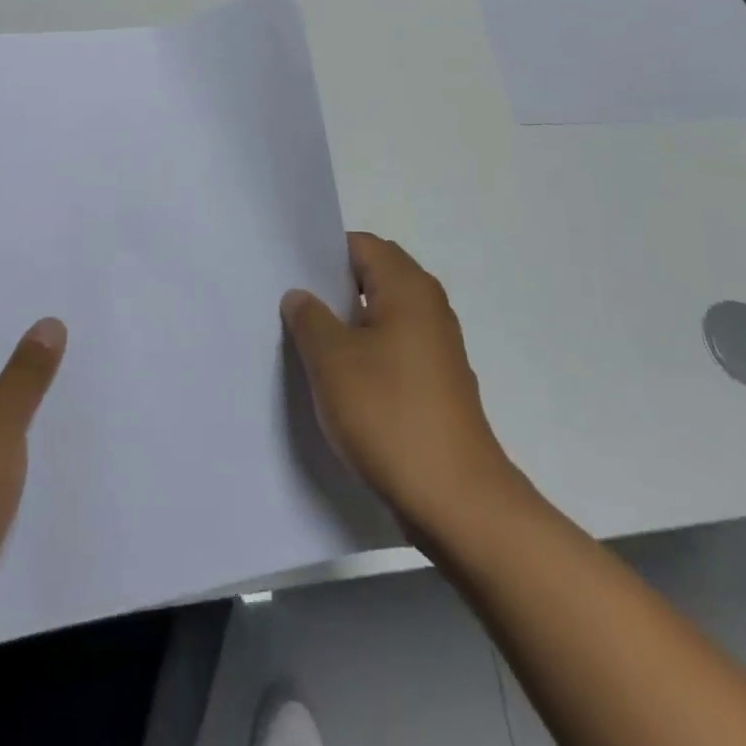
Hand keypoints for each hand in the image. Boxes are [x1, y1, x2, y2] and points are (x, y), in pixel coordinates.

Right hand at [281, 233, 518, 541]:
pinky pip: (394, 348)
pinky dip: (367, 354)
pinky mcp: (437, 382)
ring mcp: (437, 346)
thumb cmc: (390, 416)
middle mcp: (429, 306)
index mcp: (408, 287)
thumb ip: (310, 318)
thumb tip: (300, 295)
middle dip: (332, 289)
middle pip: (373, 277)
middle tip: (291, 308)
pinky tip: (339, 382)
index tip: (288, 274)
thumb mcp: (332, 361)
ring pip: (383, 315)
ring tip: (306, 344)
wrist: (457, 501)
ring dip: (347, 324)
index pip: (361, 245)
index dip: (322, 254)